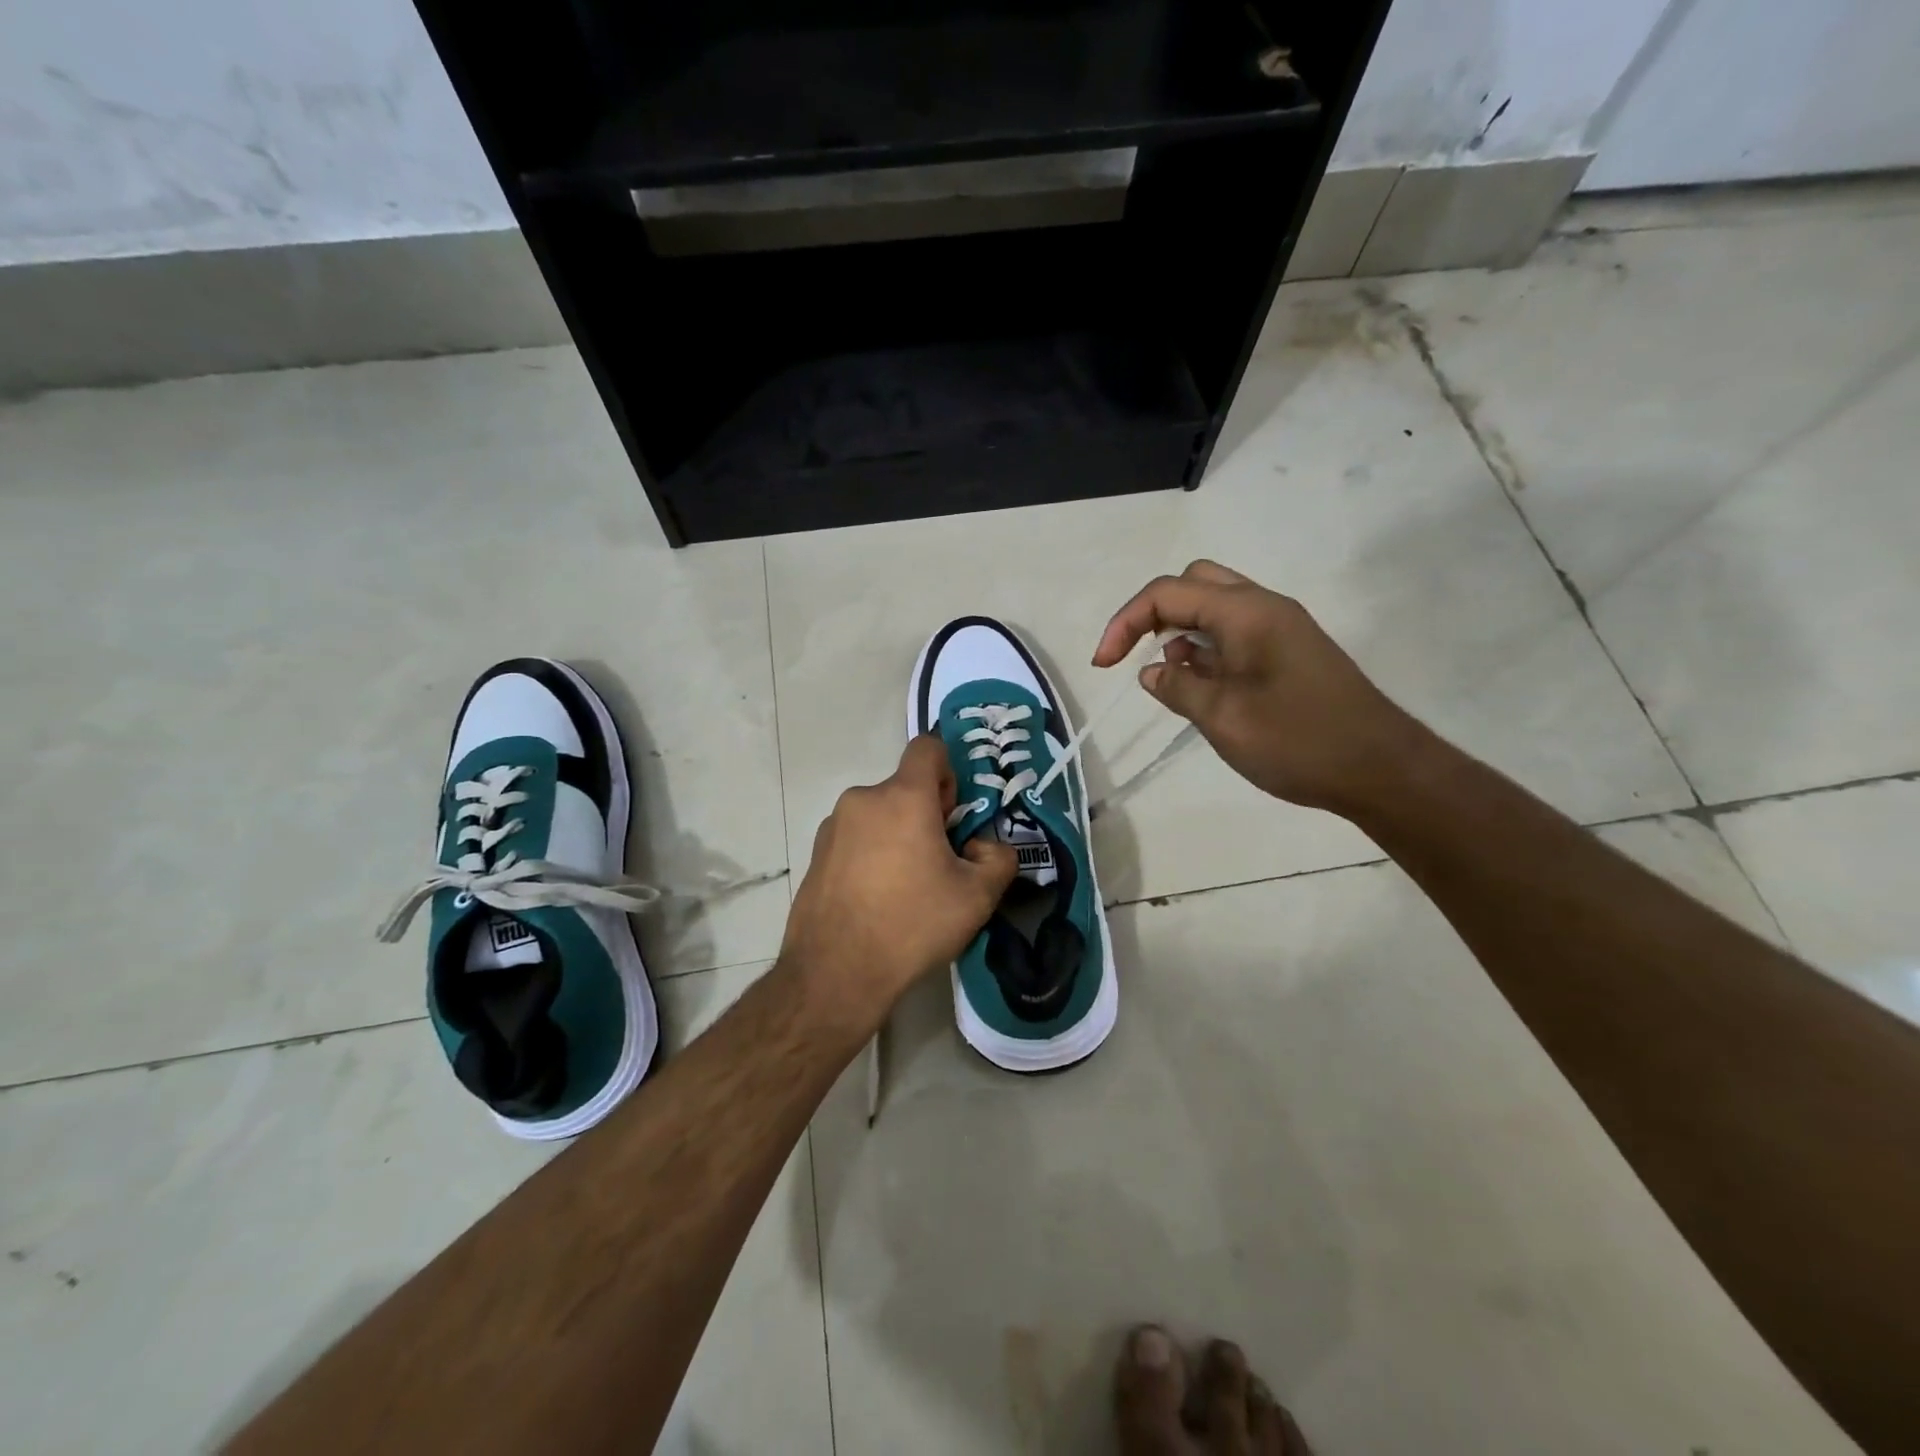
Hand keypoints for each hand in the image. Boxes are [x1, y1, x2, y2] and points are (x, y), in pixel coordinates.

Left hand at [780, 735, 1017, 1030]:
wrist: (836, 973)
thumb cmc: (912, 924)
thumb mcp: (978, 896)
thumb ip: (999, 858)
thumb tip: (981, 847)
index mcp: (902, 797)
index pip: (928, 747)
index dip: (948, 771)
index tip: (954, 814)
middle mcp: (862, 800)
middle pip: (904, 788)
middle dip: (927, 815)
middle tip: (939, 863)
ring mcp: (833, 827)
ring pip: (879, 816)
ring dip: (898, 836)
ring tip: (907, 889)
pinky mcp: (815, 855)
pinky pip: (855, 839)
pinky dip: (871, 855)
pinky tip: (876, 901)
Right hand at [1093, 560, 1427, 815]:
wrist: (1381, 769)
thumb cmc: (1298, 742)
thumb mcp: (1223, 718)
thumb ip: (1178, 688)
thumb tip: (1151, 672)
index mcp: (1247, 613)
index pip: (1168, 593)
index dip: (1126, 622)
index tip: (1104, 666)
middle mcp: (1264, 607)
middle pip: (1193, 583)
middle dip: (1154, 614)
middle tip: (1136, 656)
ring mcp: (1280, 628)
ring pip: (1215, 607)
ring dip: (1181, 632)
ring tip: (1171, 681)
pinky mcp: (1289, 652)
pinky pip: (1234, 633)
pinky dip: (1206, 650)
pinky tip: (1202, 688)